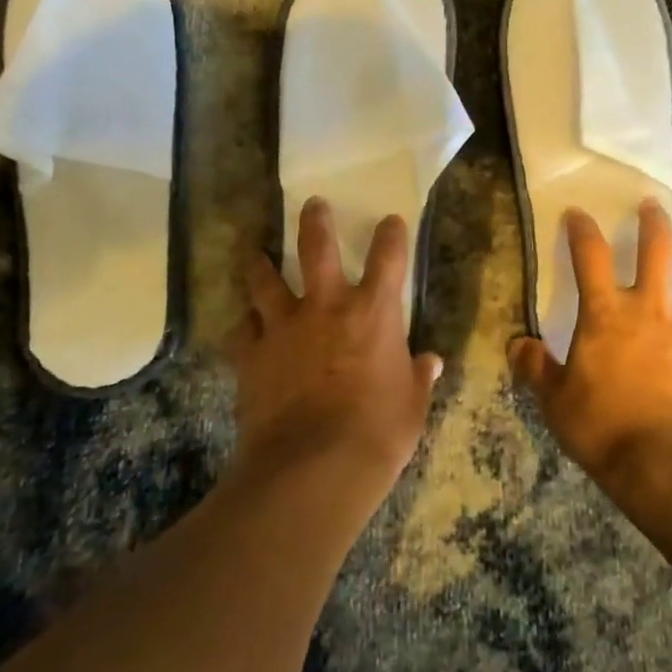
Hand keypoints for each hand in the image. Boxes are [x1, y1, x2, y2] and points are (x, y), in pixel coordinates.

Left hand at [230, 198, 442, 502]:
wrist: (313, 467)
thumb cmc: (377, 434)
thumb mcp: (410, 407)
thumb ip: (418, 378)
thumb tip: (430, 363)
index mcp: (373, 313)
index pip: (388, 257)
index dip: (391, 234)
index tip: (390, 220)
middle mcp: (326, 307)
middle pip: (316, 248)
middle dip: (315, 222)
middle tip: (312, 204)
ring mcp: (283, 328)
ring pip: (265, 282)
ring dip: (260, 264)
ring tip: (254, 252)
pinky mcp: (251, 356)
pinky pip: (241, 331)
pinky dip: (243, 326)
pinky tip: (242, 326)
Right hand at [510, 199, 671, 489]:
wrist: (671, 465)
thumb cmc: (604, 428)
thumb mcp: (555, 401)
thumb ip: (536, 368)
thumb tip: (518, 345)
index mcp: (607, 313)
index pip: (590, 255)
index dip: (582, 229)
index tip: (577, 214)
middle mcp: (654, 308)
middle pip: (659, 247)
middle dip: (654, 221)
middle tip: (652, 207)